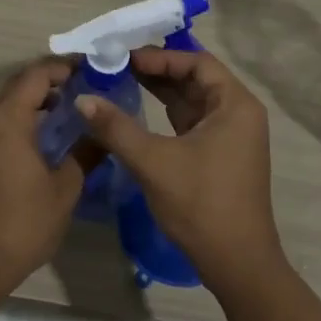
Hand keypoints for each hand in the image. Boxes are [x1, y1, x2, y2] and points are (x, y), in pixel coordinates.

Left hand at [0, 59, 87, 294]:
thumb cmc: (24, 223)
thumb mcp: (65, 189)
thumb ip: (85, 153)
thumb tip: (103, 133)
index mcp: (8, 121)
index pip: (35, 76)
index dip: (62, 67)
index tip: (88, 68)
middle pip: (16, 84)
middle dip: (46, 79)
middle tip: (78, 84)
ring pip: (2, 102)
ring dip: (30, 98)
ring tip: (62, 107)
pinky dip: (16, 116)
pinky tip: (37, 135)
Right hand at [74, 47, 285, 295]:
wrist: (237, 264)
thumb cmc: (201, 205)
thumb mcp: (154, 162)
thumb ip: (116, 127)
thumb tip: (82, 99)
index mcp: (235, 105)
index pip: (197, 62)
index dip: (160, 57)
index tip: (124, 57)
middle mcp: (238, 113)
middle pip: (195, 78)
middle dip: (156, 70)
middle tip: (116, 65)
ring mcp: (230, 135)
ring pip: (191, 100)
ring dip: (159, 90)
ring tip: (119, 79)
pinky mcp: (219, 154)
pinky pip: (190, 121)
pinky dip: (165, 112)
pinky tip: (137, 109)